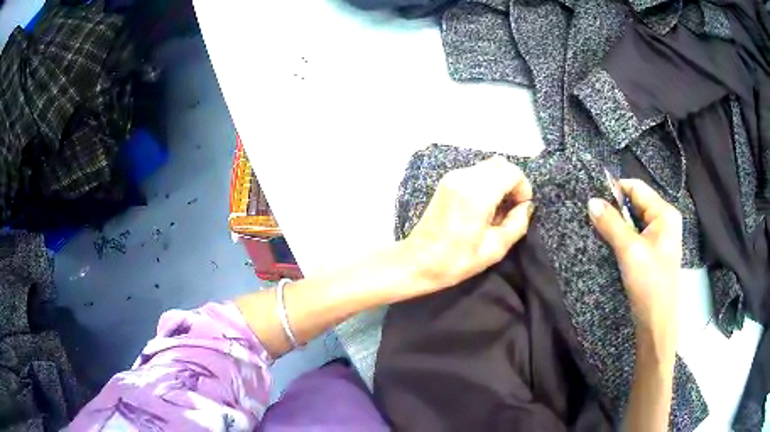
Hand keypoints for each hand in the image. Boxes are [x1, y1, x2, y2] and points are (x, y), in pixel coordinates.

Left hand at [403, 157, 534, 292]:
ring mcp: (452, 177)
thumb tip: (526, 207)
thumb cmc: (455, 261)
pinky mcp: (445, 181)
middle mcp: (463, 177)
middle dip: (512, 183)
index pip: (511, 172)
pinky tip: (482, 208)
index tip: (520, 209)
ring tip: (495, 211)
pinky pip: (475, 173)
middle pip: (500, 164)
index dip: (523, 188)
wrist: (416, 262)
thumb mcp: (494, 249)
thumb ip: (517, 224)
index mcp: (476, 193)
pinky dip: (486, 184)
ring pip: (487, 167)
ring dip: (499, 183)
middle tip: (510, 209)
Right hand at [588, 179, 680, 363]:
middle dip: (616, 209)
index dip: (615, 190)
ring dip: (618, 224)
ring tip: (600, 231)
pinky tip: (611, 245)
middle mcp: (664, 220)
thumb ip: (611, 224)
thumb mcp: (630, 251)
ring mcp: (660, 237)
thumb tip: (591, 201)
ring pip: (634, 220)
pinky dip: (622, 236)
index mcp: (665, 214)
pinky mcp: (653, 252)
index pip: (637, 188)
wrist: (657, 323)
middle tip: (594, 218)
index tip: (593, 200)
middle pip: (636, 203)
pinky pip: (636, 235)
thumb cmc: (649, 284)